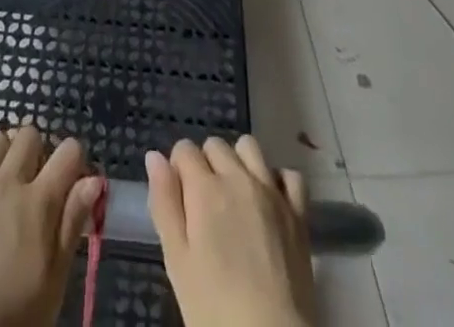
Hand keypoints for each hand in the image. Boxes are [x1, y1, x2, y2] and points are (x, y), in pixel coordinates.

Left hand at [0, 126, 101, 326]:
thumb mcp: (53, 281)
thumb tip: (93, 179)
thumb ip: (72, 225)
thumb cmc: (13, 318)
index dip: (73, 160)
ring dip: (5, 154)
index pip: (68, 151)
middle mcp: (7, 182)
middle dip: (37, 152)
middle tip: (34, 182)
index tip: (69, 179)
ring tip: (3, 182)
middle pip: (29, 135)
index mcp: (39, 203)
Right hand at [147, 136, 316, 326]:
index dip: (178, 170)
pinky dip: (278, 181)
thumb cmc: (214, 308)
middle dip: (205, 165)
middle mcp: (238, 177)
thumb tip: (154, 156)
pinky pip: (289, 174)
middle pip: (215, 145)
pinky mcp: (298, 212)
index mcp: (205, 188)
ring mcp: (272, 191)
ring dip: (238, 162)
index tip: (180, 200)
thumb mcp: (177, 262)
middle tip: (205, 206)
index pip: (184, 149)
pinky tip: (269, 204)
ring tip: (235, 198)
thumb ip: (164, 203)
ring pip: (249, 147)